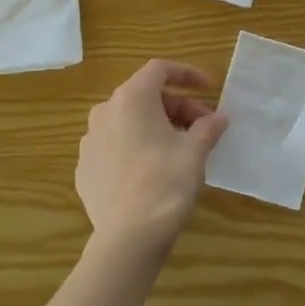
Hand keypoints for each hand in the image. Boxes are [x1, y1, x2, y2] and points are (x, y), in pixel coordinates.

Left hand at [75, 60, 228, 261]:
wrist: (129, 236)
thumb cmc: (166, 182)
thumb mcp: (195, 151)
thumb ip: (208, 127)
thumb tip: (219, 117)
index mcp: (131, 99)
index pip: (159, 69)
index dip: (187, 74)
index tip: (209, 89)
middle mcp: (104, 112)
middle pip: (145, 97)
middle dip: (177, 106)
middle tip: (203, 127)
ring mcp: (89, 141)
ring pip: (128, 122)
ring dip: (156, 127)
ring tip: (180, 149)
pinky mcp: (85, 168)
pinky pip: (115, 147)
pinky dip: (136, 148)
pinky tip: (153, 171)